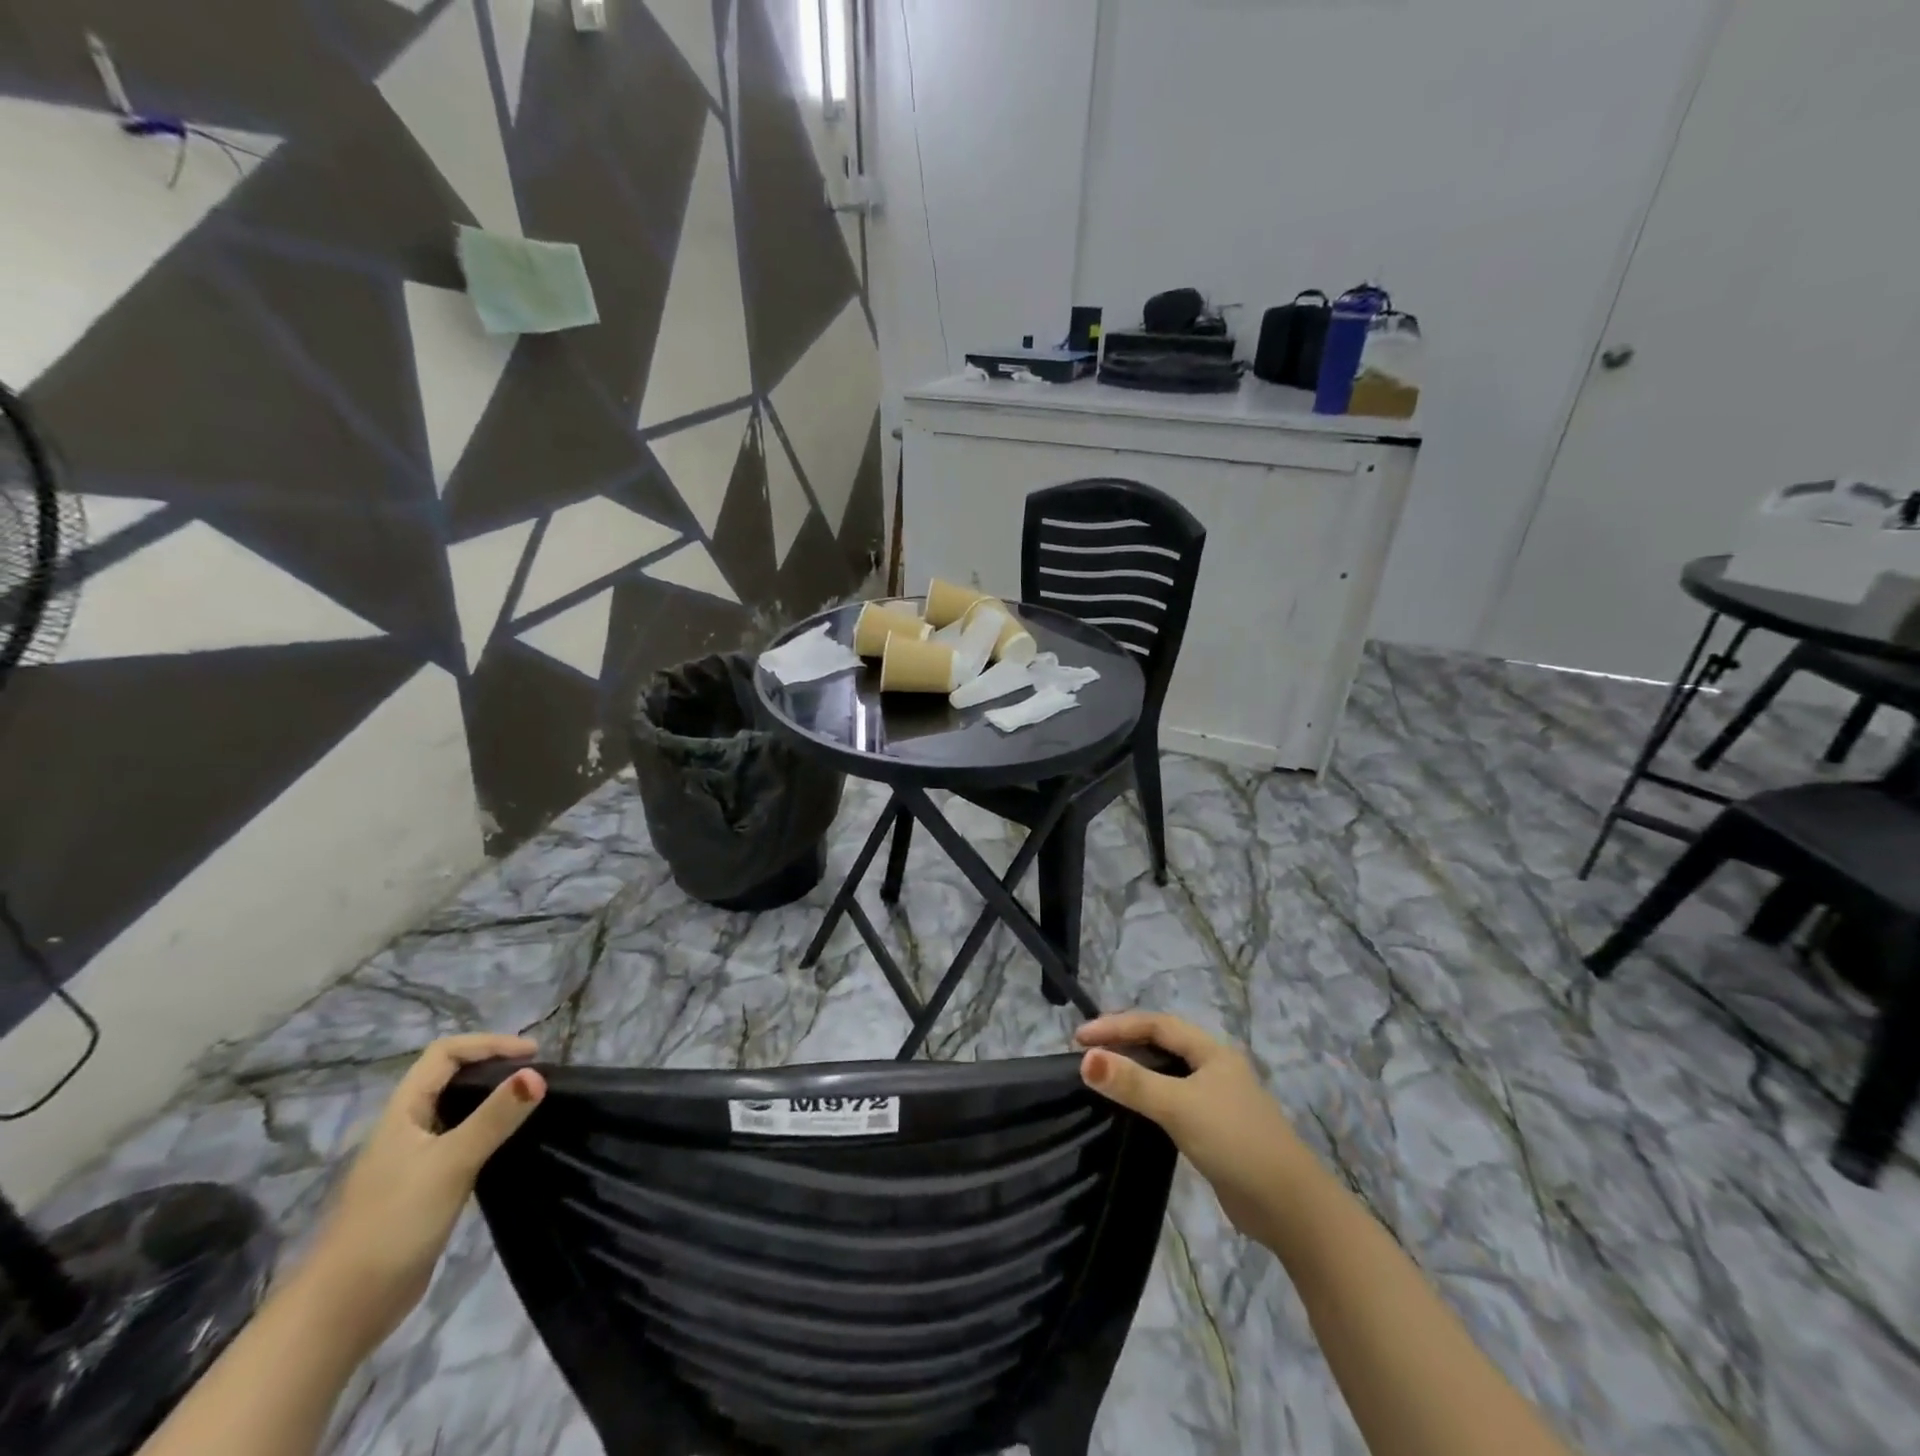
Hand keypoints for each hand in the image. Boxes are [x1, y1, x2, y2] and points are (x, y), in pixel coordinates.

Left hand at [301, 1034, 545, 1351]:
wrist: (342, 1311)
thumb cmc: (392, 1224)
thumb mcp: (450, 1163)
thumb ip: (495, 1117)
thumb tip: (538, 1073)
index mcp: (403, 1112)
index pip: (445, 1053)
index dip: (489, 1043)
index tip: (533, 1054)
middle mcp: (407, 1128)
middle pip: (452, 1077)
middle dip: (495, 1066)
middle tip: (538, 1075)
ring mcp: (414, 1160)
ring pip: (459, 1110)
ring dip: (494, 1099)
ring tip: (533, 1103)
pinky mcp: (425, 1188)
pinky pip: (463, 1142)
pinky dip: (490, 1131)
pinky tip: (511, 1144)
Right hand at [1076, 1012, 1314, 1245]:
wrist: (1290, 1208)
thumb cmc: (1235, 1142)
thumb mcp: (1179, 1106)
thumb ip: (1133, 1083)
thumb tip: (1085, 1059)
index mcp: (1211, 1051)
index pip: (1156, 1024)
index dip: (1116, 1025)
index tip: (1079, 1038)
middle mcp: (1214, 1067)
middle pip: (1161, 1044)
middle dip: (1123, 1042)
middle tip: (1086, 1052)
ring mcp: (1216, 1100)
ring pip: (1167, 1073)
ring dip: (1135, 1070)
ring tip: (1100, 1075)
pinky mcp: (1214, 1130)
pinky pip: (1172, 1101)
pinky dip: (1148, 1097)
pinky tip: (1132, 1110)